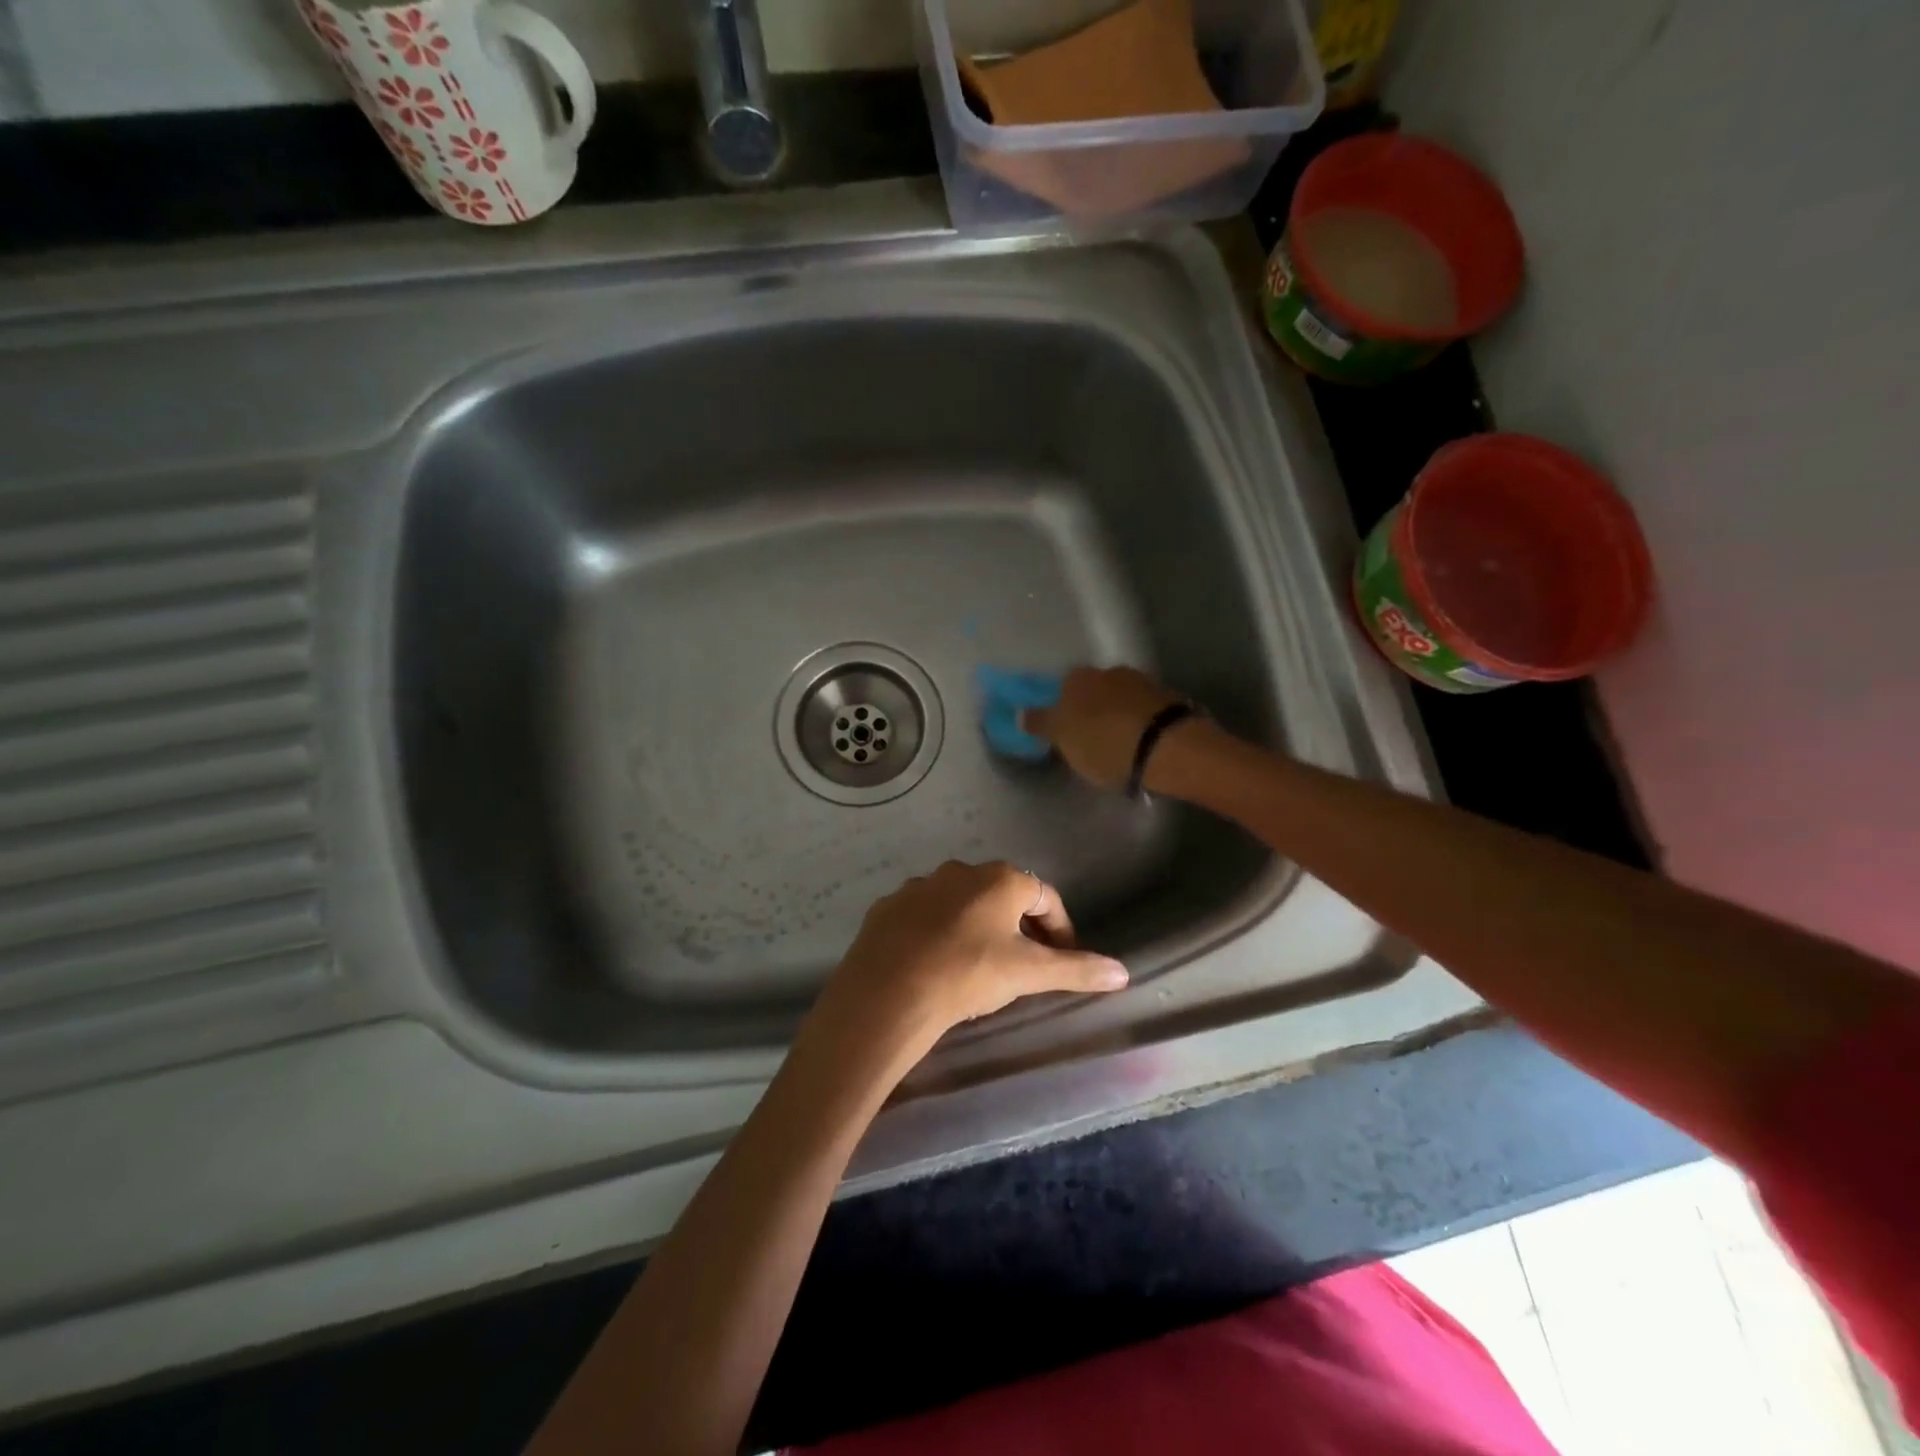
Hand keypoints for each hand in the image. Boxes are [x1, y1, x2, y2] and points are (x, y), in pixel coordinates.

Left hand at [805, 862, 1128, 1067]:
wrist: (888, 992)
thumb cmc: (968, 974)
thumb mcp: (1029, 974)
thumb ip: (1076, 969)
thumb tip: (1124, 972)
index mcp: (1001, 879)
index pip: (1046, 897)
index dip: (1060, 929)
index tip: (1062, 960)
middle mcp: (961, 870)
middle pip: (1004, 895)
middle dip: (1020, 926)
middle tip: (1025, 964)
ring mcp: (920, 885)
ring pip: (962, 903)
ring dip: (978, 926)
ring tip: (980, 966)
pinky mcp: (889, 906)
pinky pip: (925, 915)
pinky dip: (939, 932)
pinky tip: (936, 962)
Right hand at [1021, 666, 1186, 789]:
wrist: (1167, 746)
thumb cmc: (1103, 742)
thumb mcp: (1063, 739)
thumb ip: (1041, 724)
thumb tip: (1020, 713)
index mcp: (1078, 678)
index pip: (1062, 687)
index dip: (1063, 708)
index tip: (1065, 729)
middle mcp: (1109, 671)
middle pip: (1094, 690)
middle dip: (1092, 709)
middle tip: (1090, 737)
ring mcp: (1142, 683)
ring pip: (1121, 698)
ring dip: (1118, 715)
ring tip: (1119, 743)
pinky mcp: (1170, 700)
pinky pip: (1145, 711)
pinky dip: (1140, 722)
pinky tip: (1141, 741)